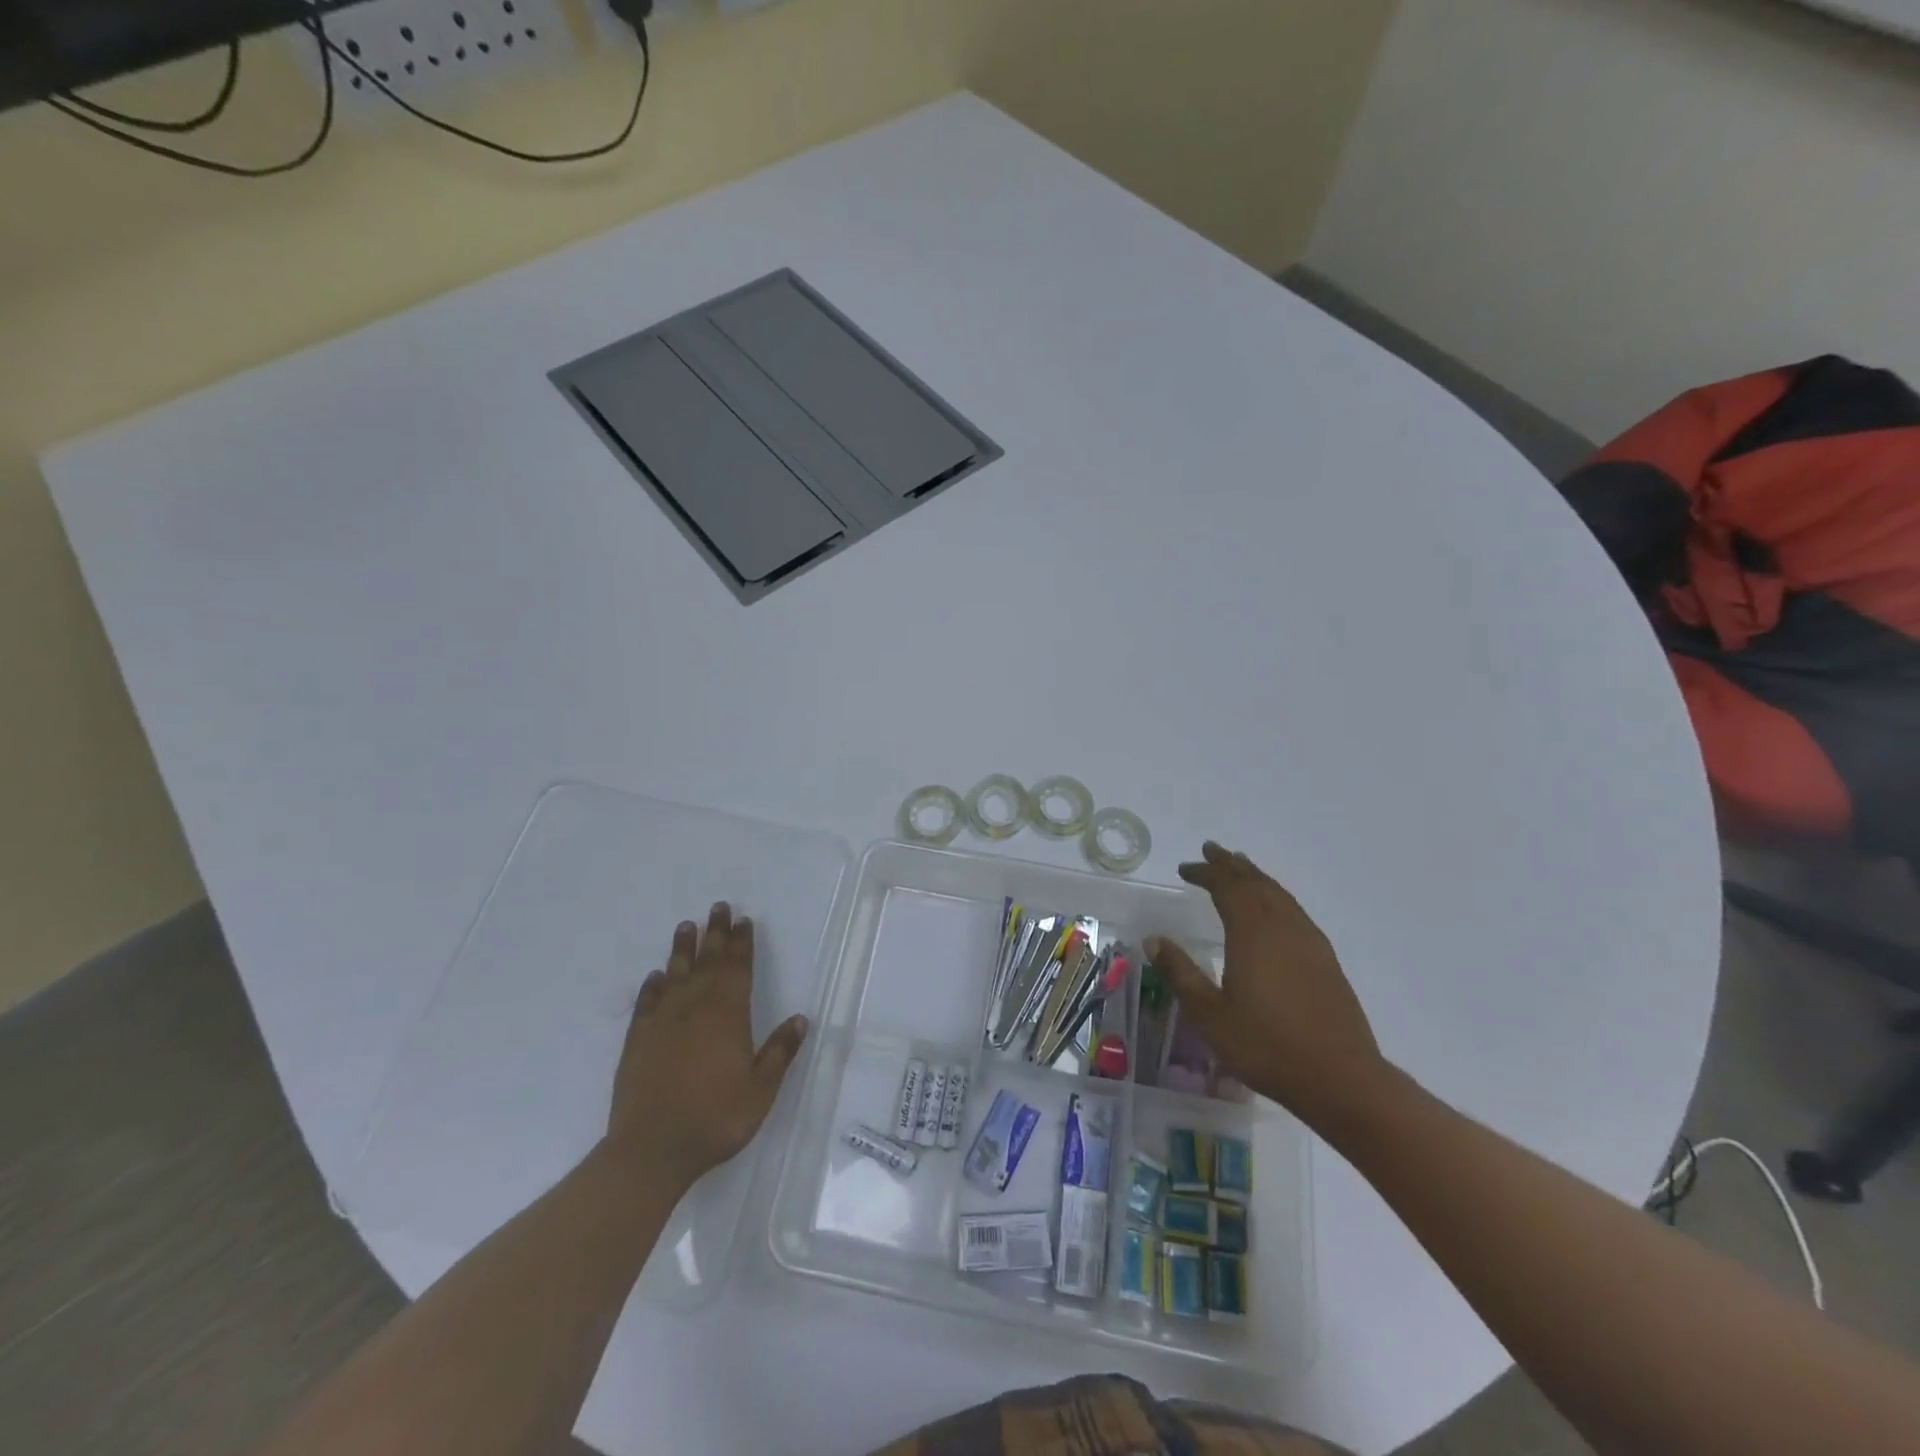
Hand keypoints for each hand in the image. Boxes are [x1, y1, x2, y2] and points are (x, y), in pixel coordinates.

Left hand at [604, 902, 808, 1187]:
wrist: (652, 1148)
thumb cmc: (716, 1118)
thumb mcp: (761, 1090)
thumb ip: (779, 1052)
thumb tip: (801, 1019)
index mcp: (728, 1015)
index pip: (738, 968)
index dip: (742, 943)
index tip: (744, 920)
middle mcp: (695, 1008)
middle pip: (708, 961)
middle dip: (715, 933)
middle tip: (718, 907)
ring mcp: (663, 1022)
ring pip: (676, 974)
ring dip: (682, 949)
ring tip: (686, 926)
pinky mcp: (637, 1040)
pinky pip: (646, 1002)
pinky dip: (652, 986)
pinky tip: (654, 977)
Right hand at [1147, 842, 1388, 1130]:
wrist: (1340, 1079)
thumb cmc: (1266, 1046)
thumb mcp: (1209, 1014)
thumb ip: (1180, 973)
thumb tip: (1154, 940)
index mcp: (1252, 933)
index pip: (1226, 887)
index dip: (1205, 873)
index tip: (1184, 868)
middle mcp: (1283, 927)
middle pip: (1256, 883)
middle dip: (1231, 865)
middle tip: (1211, 851)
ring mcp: (1310, 942)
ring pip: (1279, 895)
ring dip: (1256, 877)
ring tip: (1241, 868)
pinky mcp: (1326, 960)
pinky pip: (1295, 911)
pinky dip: (1276, 897)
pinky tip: (1274, 911)